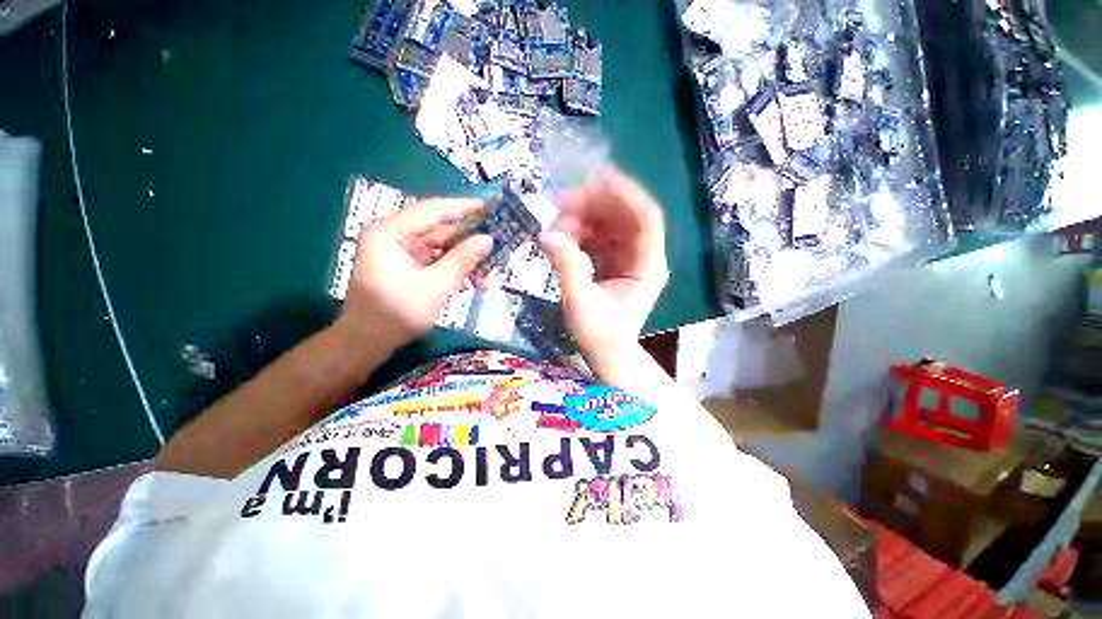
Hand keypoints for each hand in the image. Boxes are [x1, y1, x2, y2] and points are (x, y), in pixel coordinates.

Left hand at [337, 198, 491, 352]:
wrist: (368, 343)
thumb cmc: (396, 314)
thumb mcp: (435, 287)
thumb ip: (462, 260)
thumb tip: (488, 240)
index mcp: (391, 232)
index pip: (433, 210)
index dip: (464, 207)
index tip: (491, 208)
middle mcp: (395, 236)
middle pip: (440, 228)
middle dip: (469, 238)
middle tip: (498, 240)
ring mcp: (403, 252)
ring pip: (443, 246)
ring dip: (466, 258)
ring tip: (489, 269)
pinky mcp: (410, 266)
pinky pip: (439, 260)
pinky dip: (456, 269)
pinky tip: (474, 282)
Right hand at [539, 170, 667, 376]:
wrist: (607, 355)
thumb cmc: (600, 334)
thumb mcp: (580, 302)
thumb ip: (566, 266)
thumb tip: (546, 234)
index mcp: (647, 266)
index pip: (645, 218)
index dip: (624, 194)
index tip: (594, 179)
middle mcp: (643, 256)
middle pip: (624, 215)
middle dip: (593, 205)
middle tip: (560, 204)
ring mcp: (628, 257)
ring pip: (608, 224)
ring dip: (582, 219)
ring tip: (556, 228)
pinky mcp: (613, 261)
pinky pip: (598, 237)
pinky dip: (579, 233)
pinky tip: (562, 239)